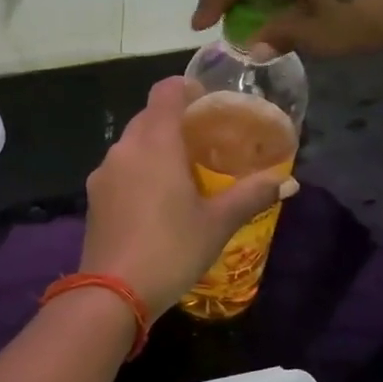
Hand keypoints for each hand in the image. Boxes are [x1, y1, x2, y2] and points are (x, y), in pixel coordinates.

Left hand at [80, 78, 296, 317]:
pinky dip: (138, 170)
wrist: (113, 293)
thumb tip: (289, 182)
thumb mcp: (218, 223)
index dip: (186, 88)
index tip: (207, 102)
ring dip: (155, 146)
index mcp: (155, 142)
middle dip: (174, 120)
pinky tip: (156, 199)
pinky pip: (120, 169)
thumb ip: (252, 195)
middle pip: (148, 116)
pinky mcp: (93, 198)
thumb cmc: (172, 249)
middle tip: (204, 140)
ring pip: (132, 144)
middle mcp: (124, 148)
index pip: (165, 91)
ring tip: (183, 170)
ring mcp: (103, 173)